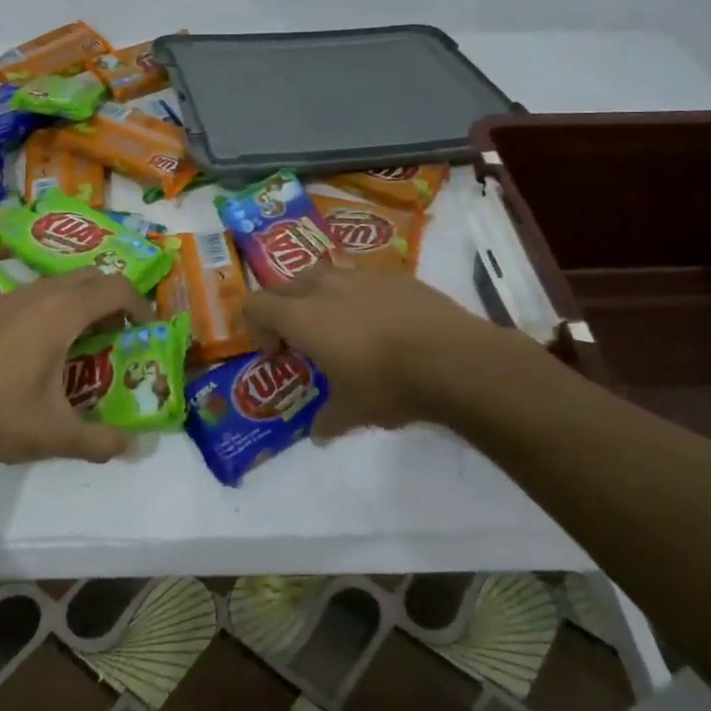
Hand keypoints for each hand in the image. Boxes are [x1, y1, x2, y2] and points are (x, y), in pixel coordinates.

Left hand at [0, 270, 153, 464]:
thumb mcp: (54, 434)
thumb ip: (99, 441)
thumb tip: (133, 446)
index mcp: (63, 312)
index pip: (117, 288)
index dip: (141, 305)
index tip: (147, 332)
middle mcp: (41, 293)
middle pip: (93, 277)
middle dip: (115, 301)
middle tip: (119, 337)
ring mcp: (13, 296)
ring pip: (64, 284)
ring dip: (85, 304)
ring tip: (85, 346)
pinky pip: (41, 294)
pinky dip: (59, 309)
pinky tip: (45, 351)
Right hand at [244, 267, 550, 439]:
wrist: (454, 359)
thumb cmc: (390, 385)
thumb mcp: (353, 412)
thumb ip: (328, 421)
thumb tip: (318, 436)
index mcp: (303, 316)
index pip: (256, 303)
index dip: (257, 327)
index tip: (278, 353)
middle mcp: (326, 287)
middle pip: (286, 284)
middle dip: (284, 309)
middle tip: (303, 341)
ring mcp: (362, 276)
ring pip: (324, 275)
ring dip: (319, 297)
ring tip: (341, 327)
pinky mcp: (395, 276)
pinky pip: (361, 279)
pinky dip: (358, 296)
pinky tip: (382, 325)